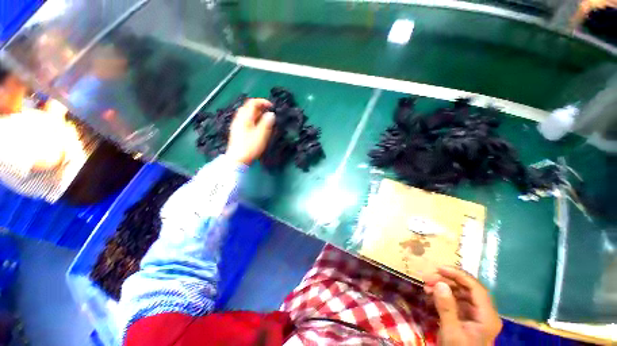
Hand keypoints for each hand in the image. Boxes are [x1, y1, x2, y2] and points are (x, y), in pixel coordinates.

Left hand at [226, 98, 274, 164]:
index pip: (252, 103)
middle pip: (248, 107)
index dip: (262, 102)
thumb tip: (271, 114)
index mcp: (245, 118)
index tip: (272, 107)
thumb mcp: (261, 134)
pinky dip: (253, 120)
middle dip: (260, 108)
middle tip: (269, 113)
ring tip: (265, 120)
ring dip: (257, 114)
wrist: (237, 159)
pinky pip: (246, 121)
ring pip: (247, 114)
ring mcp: (237, 125)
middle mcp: (239, 119)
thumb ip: (266, 123)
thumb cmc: (250, 147)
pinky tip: (258, 127)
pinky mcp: (238, 131)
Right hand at [424, 267, 501, 345]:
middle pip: (467, 289)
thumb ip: (447, 308)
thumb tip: (439, 283)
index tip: (438, 268)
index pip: (476, 288)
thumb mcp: (451, 332)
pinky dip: (443, 297)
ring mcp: (476, 316)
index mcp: (487, 316)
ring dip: (443, 288)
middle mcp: (484, 313)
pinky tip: (430, 296)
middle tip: (427, 278)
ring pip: (461, 294)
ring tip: (426, 287)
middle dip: (446, 281)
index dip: (458, 275)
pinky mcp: (467, 319)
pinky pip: (456, 302)